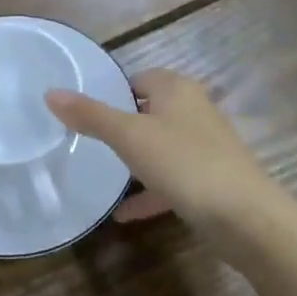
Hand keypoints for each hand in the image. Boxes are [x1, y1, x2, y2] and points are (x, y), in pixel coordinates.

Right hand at [46, 70, 278, 230]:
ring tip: (102, 174)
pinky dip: (149, 193)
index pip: (139, 78)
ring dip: (135, 161)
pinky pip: (172, 181)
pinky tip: (123, 215)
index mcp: (176, 90)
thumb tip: (51, 92)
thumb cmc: (184, 163)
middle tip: (88, 141)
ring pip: (161, 146)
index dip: (113, 91)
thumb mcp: (129, 136)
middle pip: (150, 111)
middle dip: (123, 125)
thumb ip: (90, 115)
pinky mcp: (210, 180)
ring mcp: (205, 147)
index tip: (86, 111)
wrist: (245, 217)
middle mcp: (194, 111)